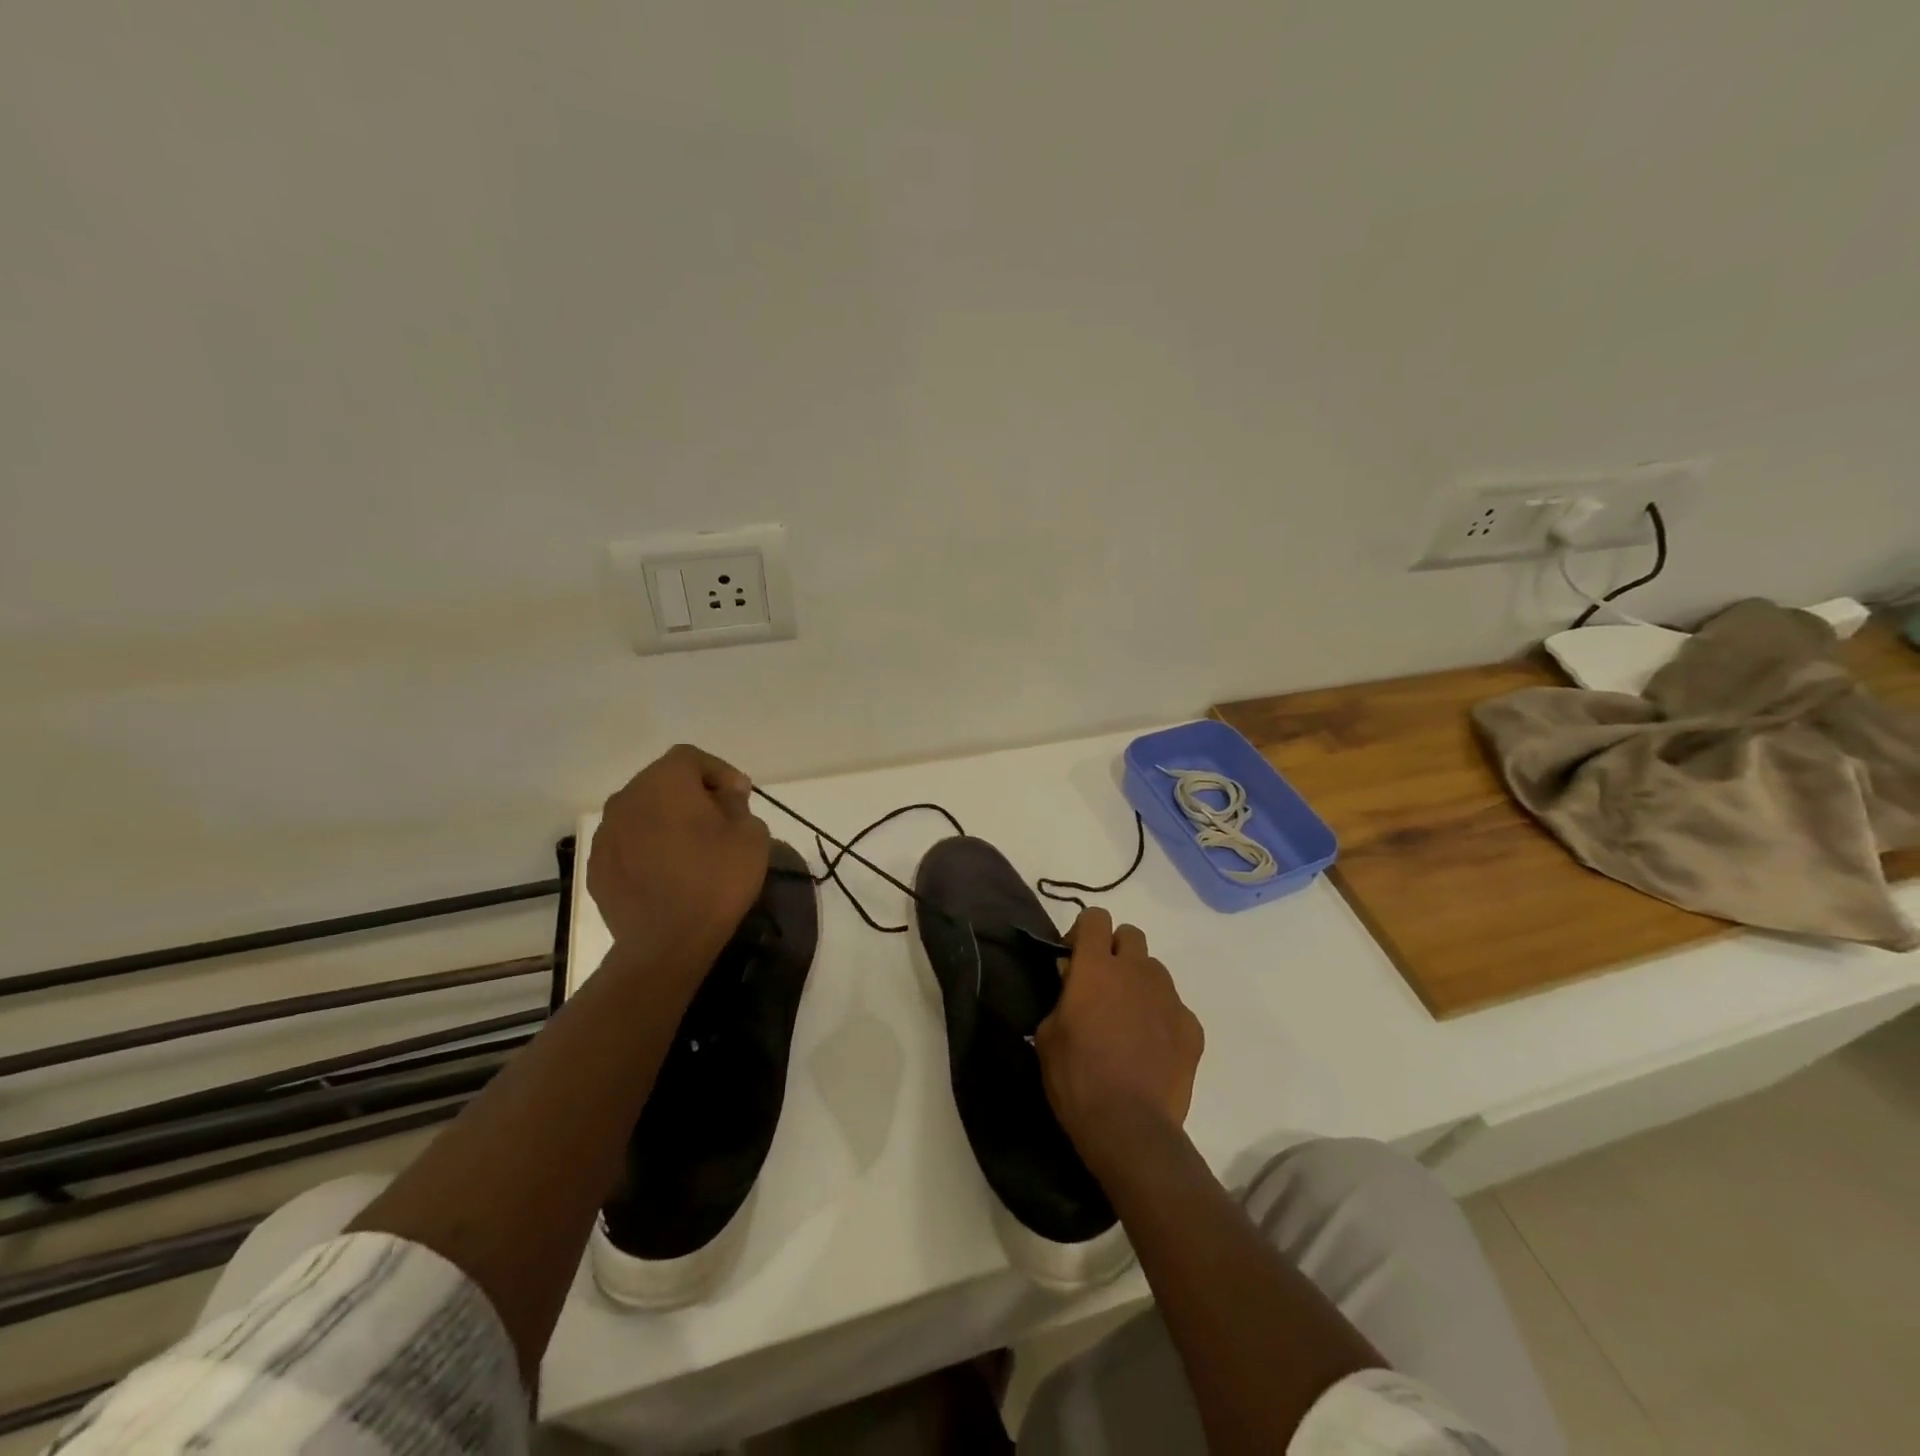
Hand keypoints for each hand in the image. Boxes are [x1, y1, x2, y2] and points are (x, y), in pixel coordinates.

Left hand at [588, 745, 770, 968]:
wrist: (666, 944)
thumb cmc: (716, 880)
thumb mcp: (751, 834)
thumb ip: (737, 804)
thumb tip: (724, 796)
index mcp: (664, 781)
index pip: (691, 758)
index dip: (719, 772)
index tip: (740, 797)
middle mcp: (627, 798)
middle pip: (663, 782)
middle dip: (692, 794)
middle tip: (720, 820)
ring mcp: (606, 834)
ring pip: (642, 813)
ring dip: (667, 821)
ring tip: (693, 849)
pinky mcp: (597, 867)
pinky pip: (628, 844)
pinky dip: (648, 849)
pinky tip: (669, 873)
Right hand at [1034, 908, 1203, 1171]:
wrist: (1130, 1127)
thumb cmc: (1077, 1078)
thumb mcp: (1048, 1035)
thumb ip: (1062, 997)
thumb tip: (1072, 980)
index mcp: (1096, 968)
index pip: (1095, 917)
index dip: (1083, 931)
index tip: (1073, 958)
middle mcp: (1136, 971)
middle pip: (1130, 934)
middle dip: (1115, 949)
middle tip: (1102, 984)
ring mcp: (1169, 997)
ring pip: (1154, 970)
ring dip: (1139, 982)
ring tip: (1128, 1019)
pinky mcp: (1192, 1027)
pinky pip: (1175, 1007)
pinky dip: (1162, 1018)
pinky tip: (1151, 1048)